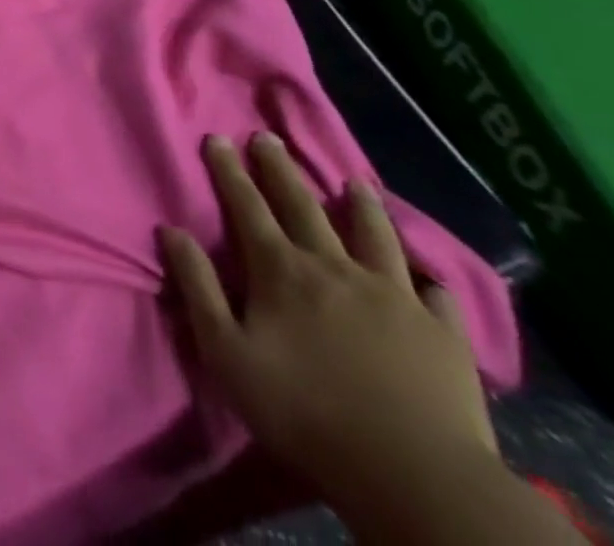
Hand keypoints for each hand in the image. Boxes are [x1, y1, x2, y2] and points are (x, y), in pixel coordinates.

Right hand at [159, 134, 499, 517]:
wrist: (415, 476)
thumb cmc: (305, 411)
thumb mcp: (226, 351)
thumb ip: (198, 286)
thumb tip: (171, 230)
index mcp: (282, 270)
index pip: (247, 206)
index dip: (229, 170)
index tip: (217, 138)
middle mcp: (335, 268)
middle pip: (303, 206)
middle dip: (280, 169)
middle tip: (268, 137)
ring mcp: (394, 297)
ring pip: (374, 236)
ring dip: (361, 206)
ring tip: (355, 182)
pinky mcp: (442, 334)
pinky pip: (436, 295)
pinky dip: (428, 280)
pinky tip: (427, 278)